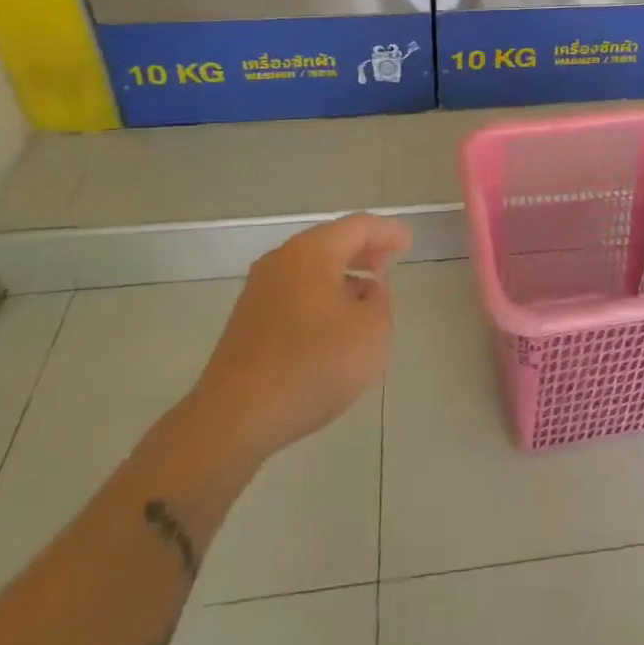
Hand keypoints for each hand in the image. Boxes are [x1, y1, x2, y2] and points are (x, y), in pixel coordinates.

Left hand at [190, 213, 410, 467]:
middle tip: (389, 264)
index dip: (388, 232)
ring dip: (342, 275)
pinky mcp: (249, 319)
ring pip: (311, 267)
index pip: (359, 226)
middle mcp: (282, 260)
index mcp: (312, 252)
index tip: (408, 244)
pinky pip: (295, 291)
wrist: (235, 418)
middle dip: (363, 251)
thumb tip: (369, 289)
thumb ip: (381, 301)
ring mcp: (260, 289)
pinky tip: (334, 323)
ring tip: (366, 296)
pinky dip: (321, 294)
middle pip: (331, 242)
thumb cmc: (312, 366)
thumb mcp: (371, 332)